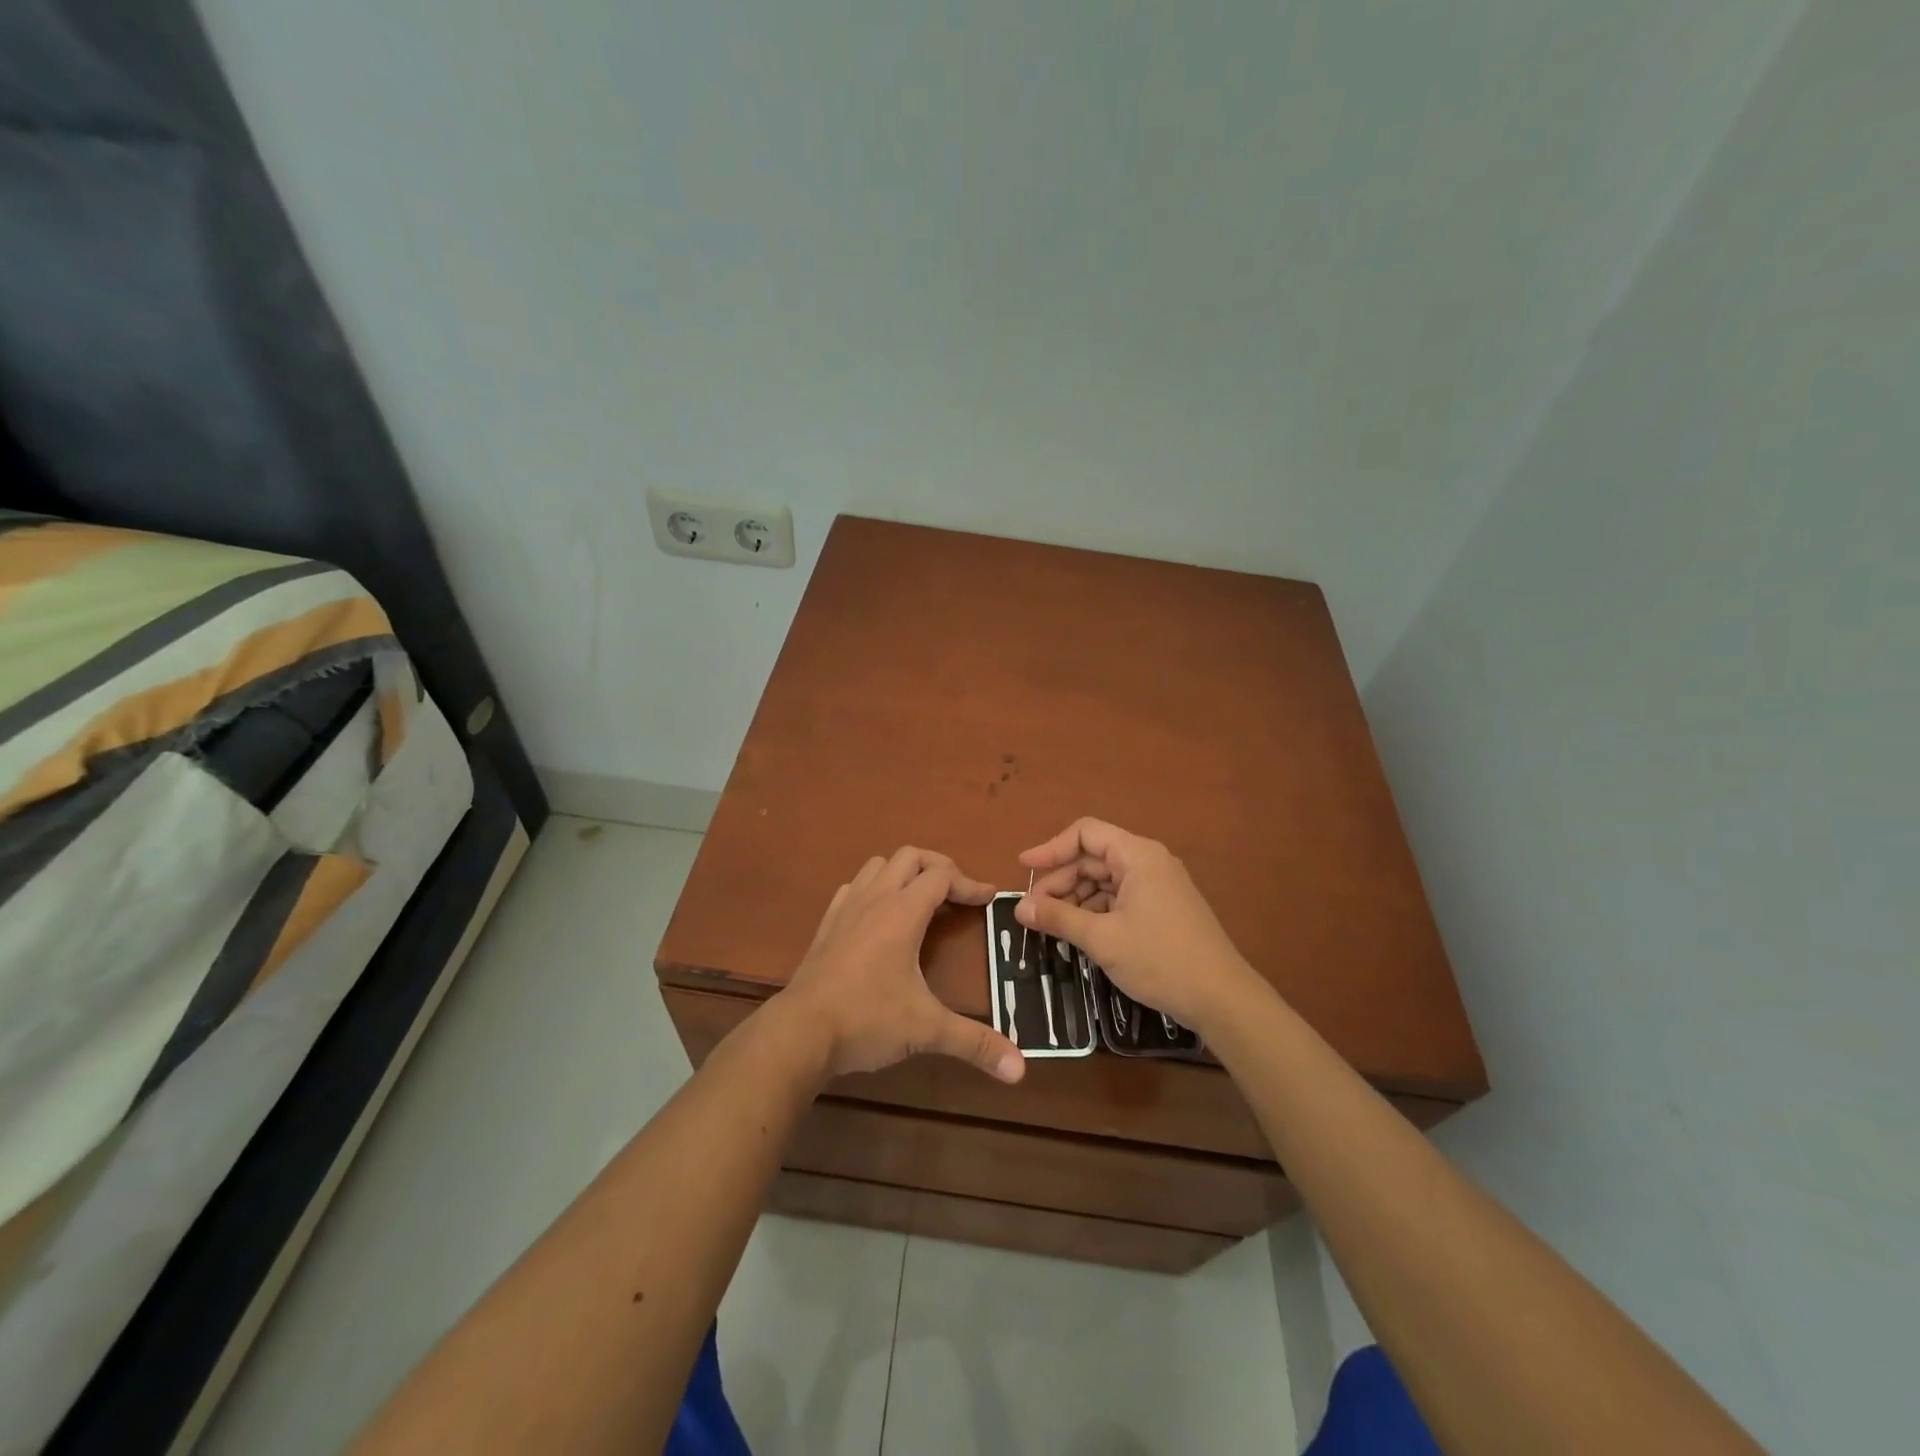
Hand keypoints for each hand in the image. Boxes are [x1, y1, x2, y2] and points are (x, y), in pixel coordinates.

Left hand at [776, 847, 1024, 1084]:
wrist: (800, 1032)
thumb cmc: (867, 1020)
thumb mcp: (926, 1030)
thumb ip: (974, 1043)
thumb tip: (1020, 1069)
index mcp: (902, 912)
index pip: (942, 876)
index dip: (970, 883)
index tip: (989, 899)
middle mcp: (875, 900)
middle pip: (910, 857)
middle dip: (939, 867)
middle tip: (957, 893)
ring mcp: (846, 909)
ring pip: (878, 865)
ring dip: (903, 872)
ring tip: (921, 899)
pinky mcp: (826, 925)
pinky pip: (853, 888)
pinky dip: (873, 888)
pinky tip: (878, 915)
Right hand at [1015, 818, 1266, 1038]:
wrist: (1222, 999)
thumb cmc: (1160, 960)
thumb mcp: (1102, 939)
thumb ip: (1059, 918)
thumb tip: (1019, 908)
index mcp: (1137, 856)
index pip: (1085, 834)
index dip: (1051, 848)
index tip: (1023, 869)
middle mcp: (1149, 862)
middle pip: (1093, 857)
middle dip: (1061, 880)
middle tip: (1034, 911)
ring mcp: (1158, 885)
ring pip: (1105, 880)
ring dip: (1076, 898)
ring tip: (1052, 925)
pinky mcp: (1162, 908)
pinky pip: (1120, 897)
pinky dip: (1096, 910)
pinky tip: (1080, 932)